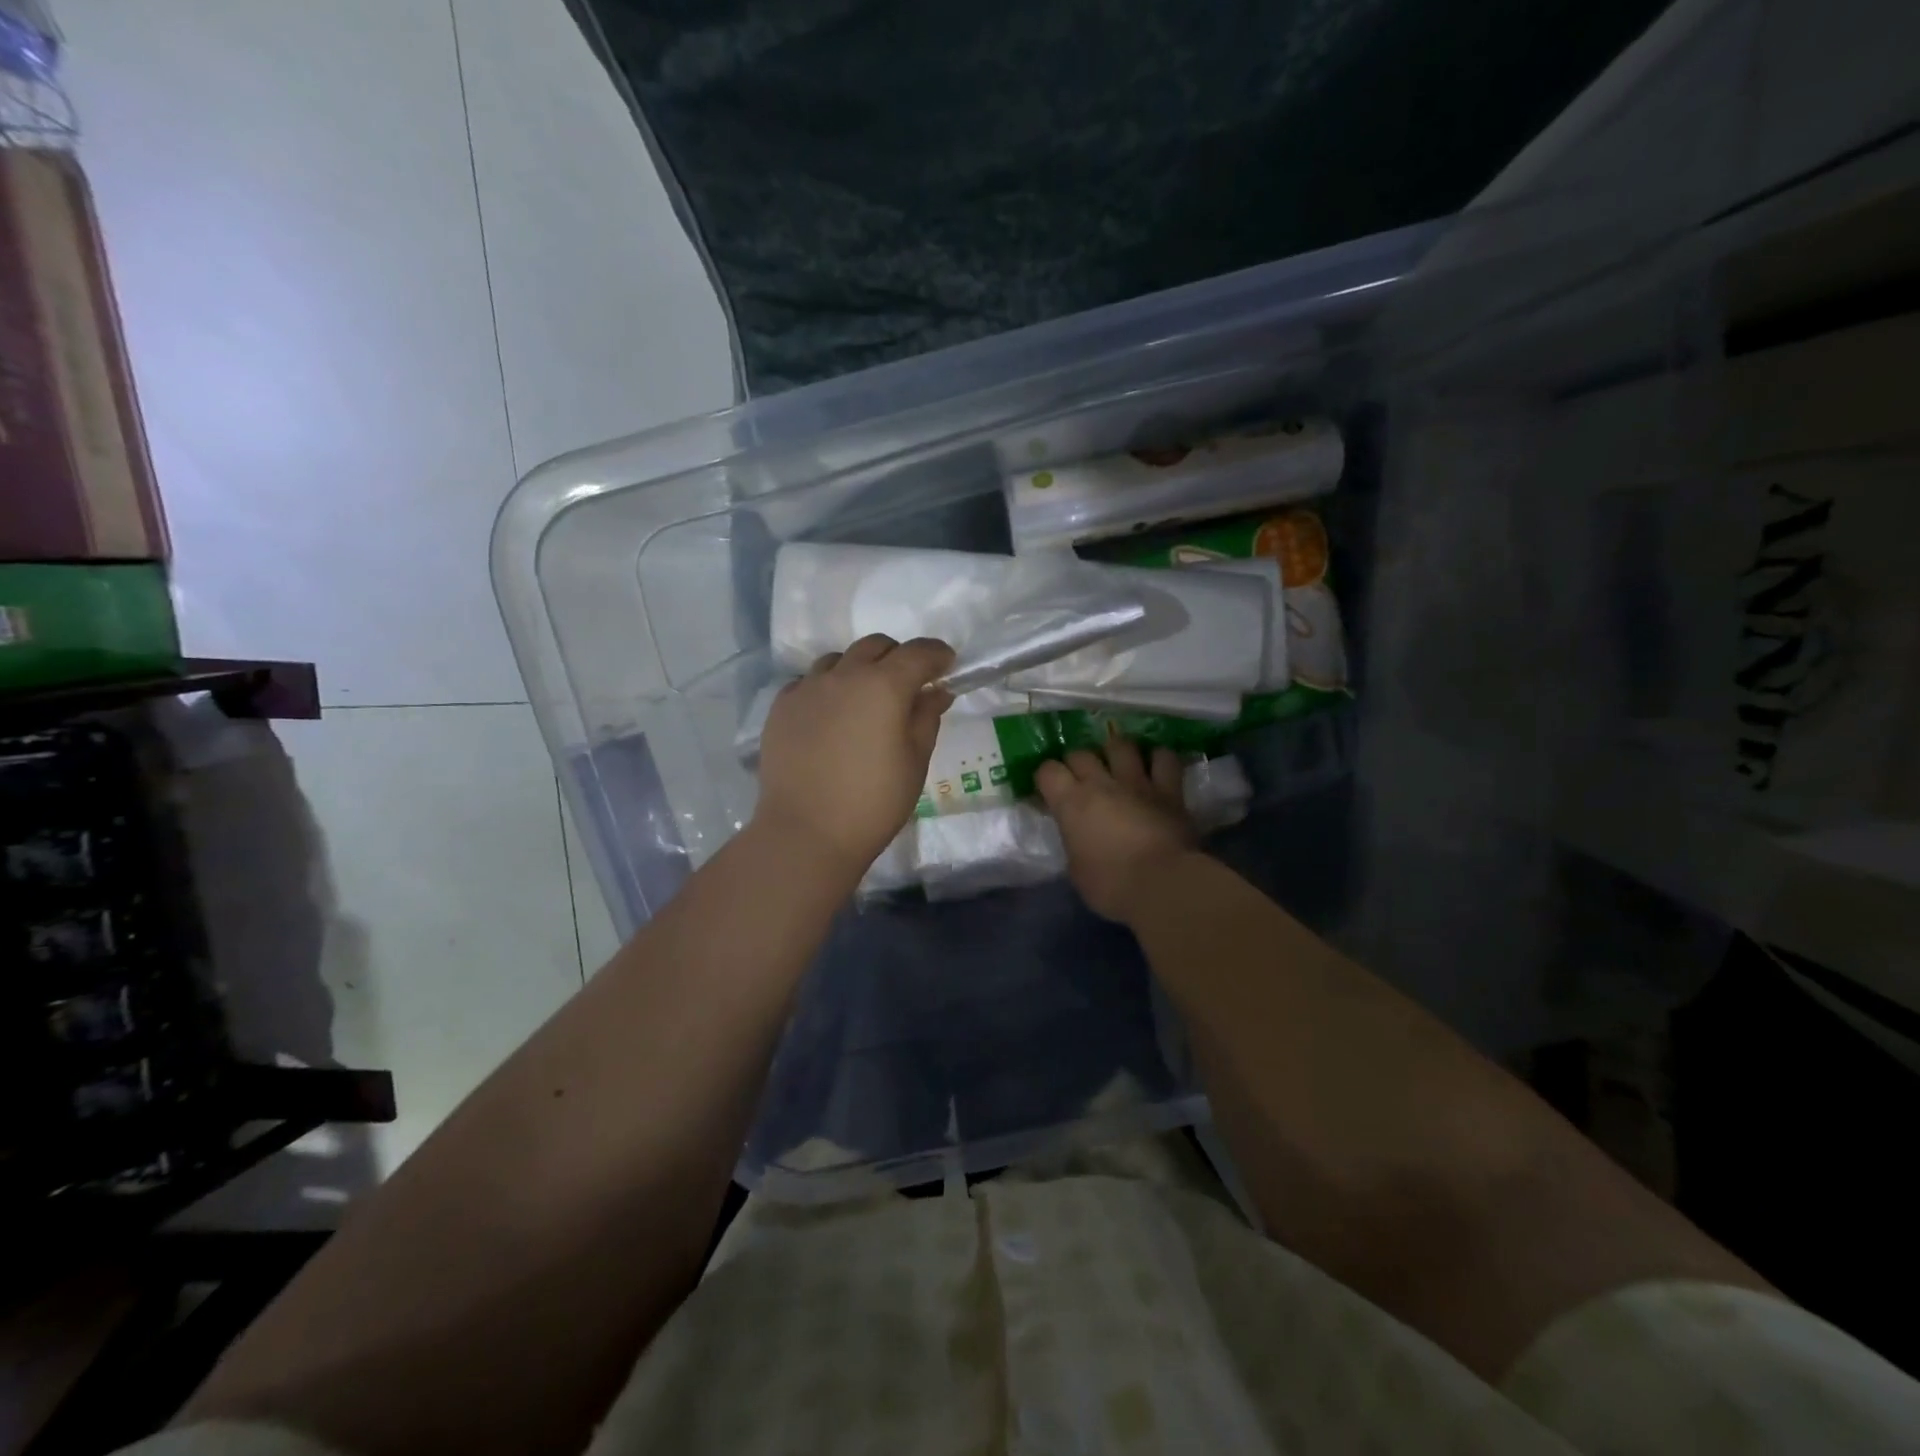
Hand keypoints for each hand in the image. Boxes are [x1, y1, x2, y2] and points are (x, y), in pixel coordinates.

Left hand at [755, 634, 954, 878]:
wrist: (806, 831)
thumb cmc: (873, 802)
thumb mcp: (914, 761)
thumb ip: (926, 718)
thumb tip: (936, 691)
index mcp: (884, 686)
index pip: (918, 652)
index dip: (937, 655)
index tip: (946, 665)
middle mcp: (844, 675)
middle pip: (875, 646)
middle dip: (897, 657)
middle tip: (907, 685)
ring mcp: (807, 688)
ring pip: (838, 660)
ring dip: (859, 669)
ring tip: (863, 701)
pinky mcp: (781, 706)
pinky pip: (809, 682)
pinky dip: (827, 688)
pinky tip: (830, 717)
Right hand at [1036, 738, 1197, 922]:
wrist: (1163, 884)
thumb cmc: (1111, 885)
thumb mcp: (1076, 869)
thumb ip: (1074, 842)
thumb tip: (1078, 835)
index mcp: (1071, 803)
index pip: (1047, 771)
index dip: (1046, 778)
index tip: (1049, 792)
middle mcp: (1101, 783)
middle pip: (1081, 754)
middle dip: (1076, 763)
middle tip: (1080, 779)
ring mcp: (1137, 782)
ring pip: (1121, 745)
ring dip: (1115, 751)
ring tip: (1116, 762)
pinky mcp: (1169, 790)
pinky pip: (1164, 759)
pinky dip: (1158, 758)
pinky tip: (1155, 765)